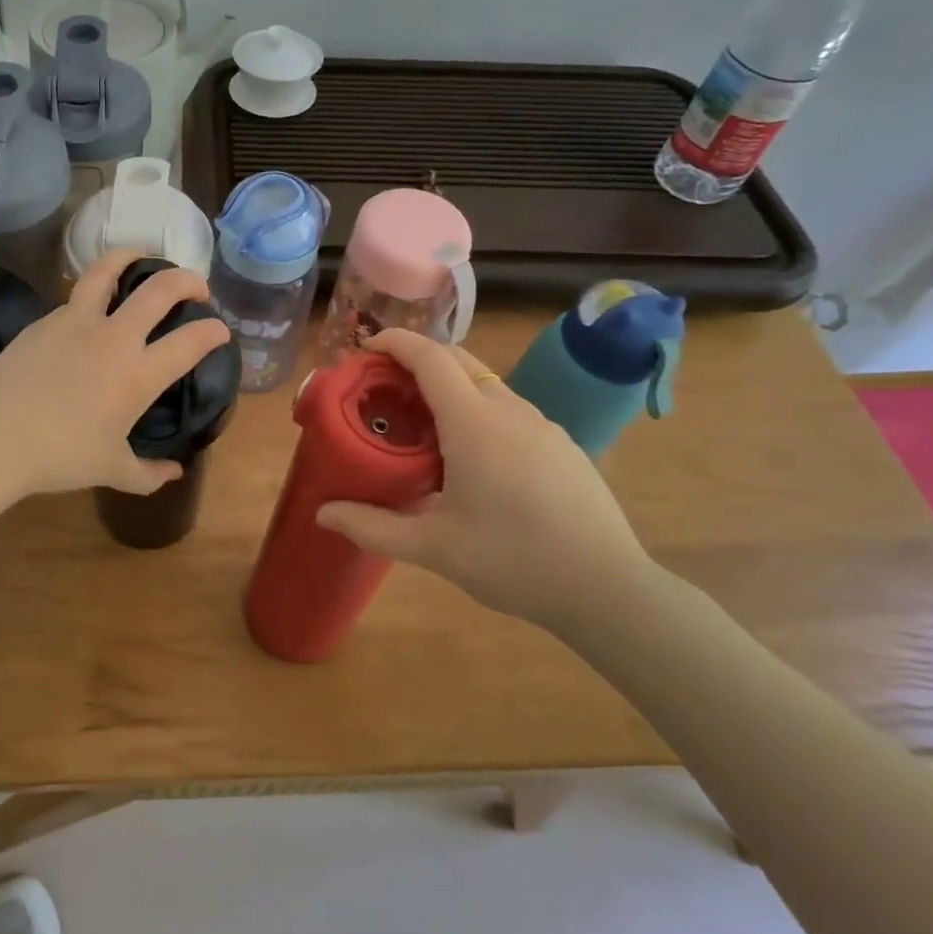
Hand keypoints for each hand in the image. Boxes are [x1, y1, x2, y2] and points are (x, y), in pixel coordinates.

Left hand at [0, 249, 231, 498]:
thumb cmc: (58, 458)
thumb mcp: (111, 471)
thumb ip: (149, 473)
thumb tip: (174, 472)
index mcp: (137, 374)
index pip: (190, 341)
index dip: (213, 331)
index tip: (220, 330)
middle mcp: (113, 338)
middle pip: (160, 289)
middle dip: (187, 280)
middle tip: (196, 287)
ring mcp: (76, 322)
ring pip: (109, 270)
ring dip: (132, 257)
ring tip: (141, 257)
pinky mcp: (44, 321)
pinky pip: (76, 296)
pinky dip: (94, 291)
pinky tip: (91, 306)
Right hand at [316, 330, 655, 628]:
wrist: (609, 590)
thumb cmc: (513, 561)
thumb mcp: (434, 548)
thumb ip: (372, 527)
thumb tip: (323, 514)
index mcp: (473, 422)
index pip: (429, 357)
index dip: (394, 342)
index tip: (365, 348)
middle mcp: (508, 410)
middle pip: (457, 359)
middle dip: (417, 359)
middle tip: (385, 387)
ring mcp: (541, 424)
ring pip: (486, 383)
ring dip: (449, 385)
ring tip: (423, 424)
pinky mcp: (562, 444)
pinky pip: (509, 408)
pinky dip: (477, 409)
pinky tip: (472, 456)